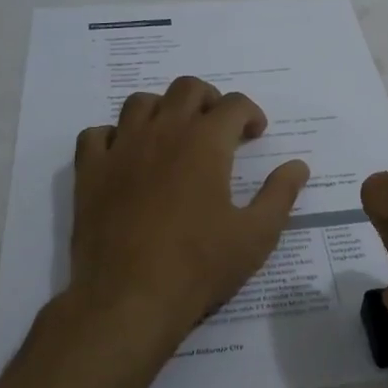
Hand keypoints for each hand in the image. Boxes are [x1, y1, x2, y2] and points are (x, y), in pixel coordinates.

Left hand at [69, 76, 309, 348]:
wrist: (129, 298)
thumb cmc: (200, 266)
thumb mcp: (256, 235)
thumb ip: (280, 194)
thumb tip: (298, 166)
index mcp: (205, 143)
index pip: (234, 104)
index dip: (251, 114)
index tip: (256, 135)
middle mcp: (162, 133)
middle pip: (186, 89)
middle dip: (210, 100)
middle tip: (219, 128)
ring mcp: (121, 149)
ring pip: (140, 103)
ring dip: (163, 110)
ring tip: (174, 136)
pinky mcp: (89, 172)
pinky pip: (96, 134)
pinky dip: (114, 136)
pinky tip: (126, 157)